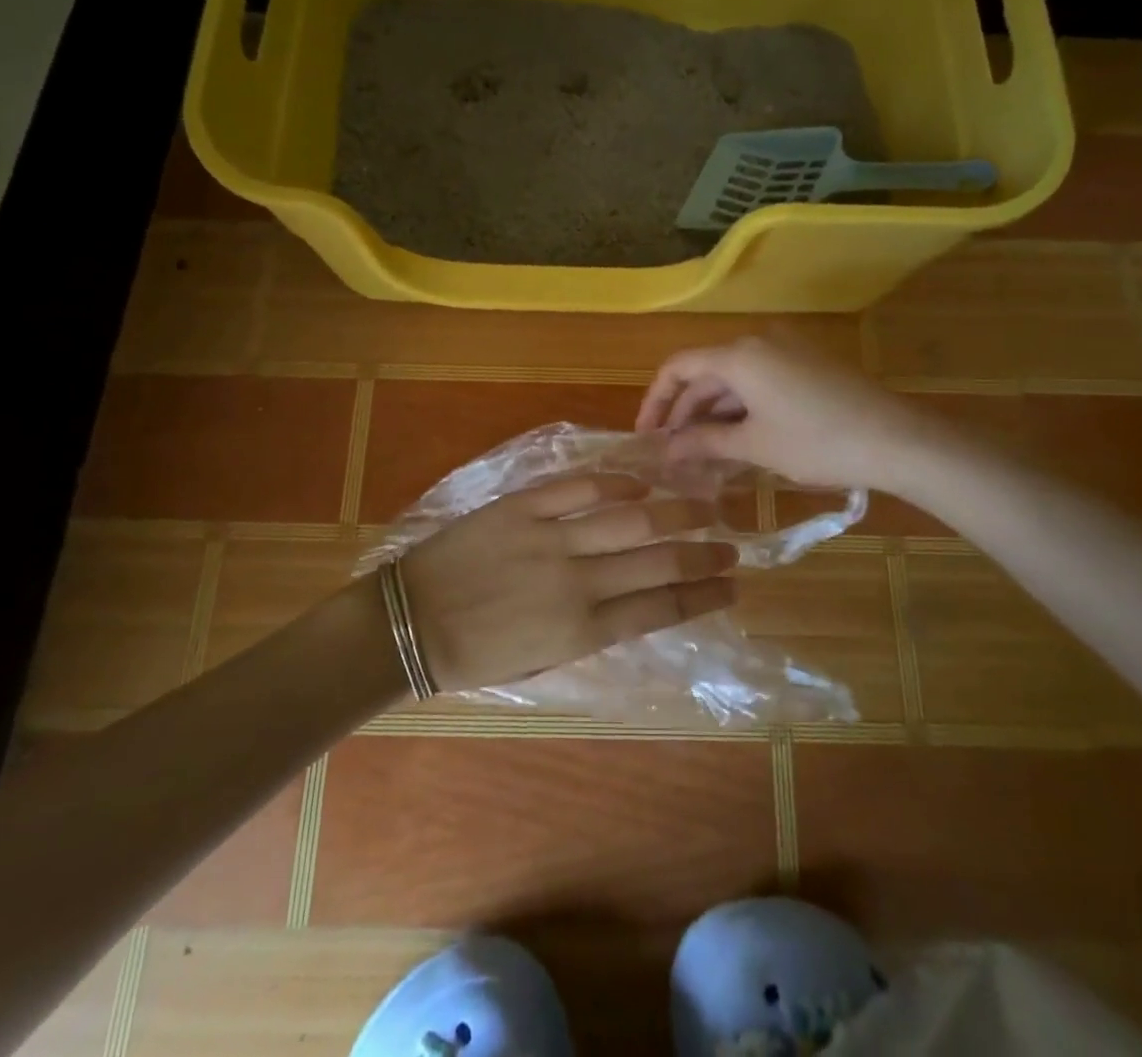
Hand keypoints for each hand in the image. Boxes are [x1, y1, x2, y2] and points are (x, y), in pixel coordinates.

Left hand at [399, 475, 737, 691]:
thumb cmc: (475, 654)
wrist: (409, 624)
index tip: (733, 587)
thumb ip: (593, 630)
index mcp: (583, 630)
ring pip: (630, 518)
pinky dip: (615, 481)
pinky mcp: (522, 507)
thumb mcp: (544, 661)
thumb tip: (635, 601)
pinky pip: (578, 488)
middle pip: (658, 560)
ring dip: (675, 511)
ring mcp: (550, 539)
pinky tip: (640, 481)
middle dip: (704, 552)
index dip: (704, 596)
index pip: (662, 609)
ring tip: (704, 505)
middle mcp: (578, 582)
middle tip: (732, 544)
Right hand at [636, 334, 918, 489]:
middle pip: (705, 373)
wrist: (898, 439)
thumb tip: (666, 451)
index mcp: (739, 354)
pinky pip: (759, 380)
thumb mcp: (755, 446)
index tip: (646, 436)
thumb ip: (704, 442)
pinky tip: (737, 440)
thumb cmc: (818, 442)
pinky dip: (741, 408)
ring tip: (701, 455)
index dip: (656, 401)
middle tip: (672, 454)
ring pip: (733, 379)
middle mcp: (758, 340)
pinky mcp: (806, 363)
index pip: (678, 367)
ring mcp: (786, 349)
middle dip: (685, 413)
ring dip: (713, 414)